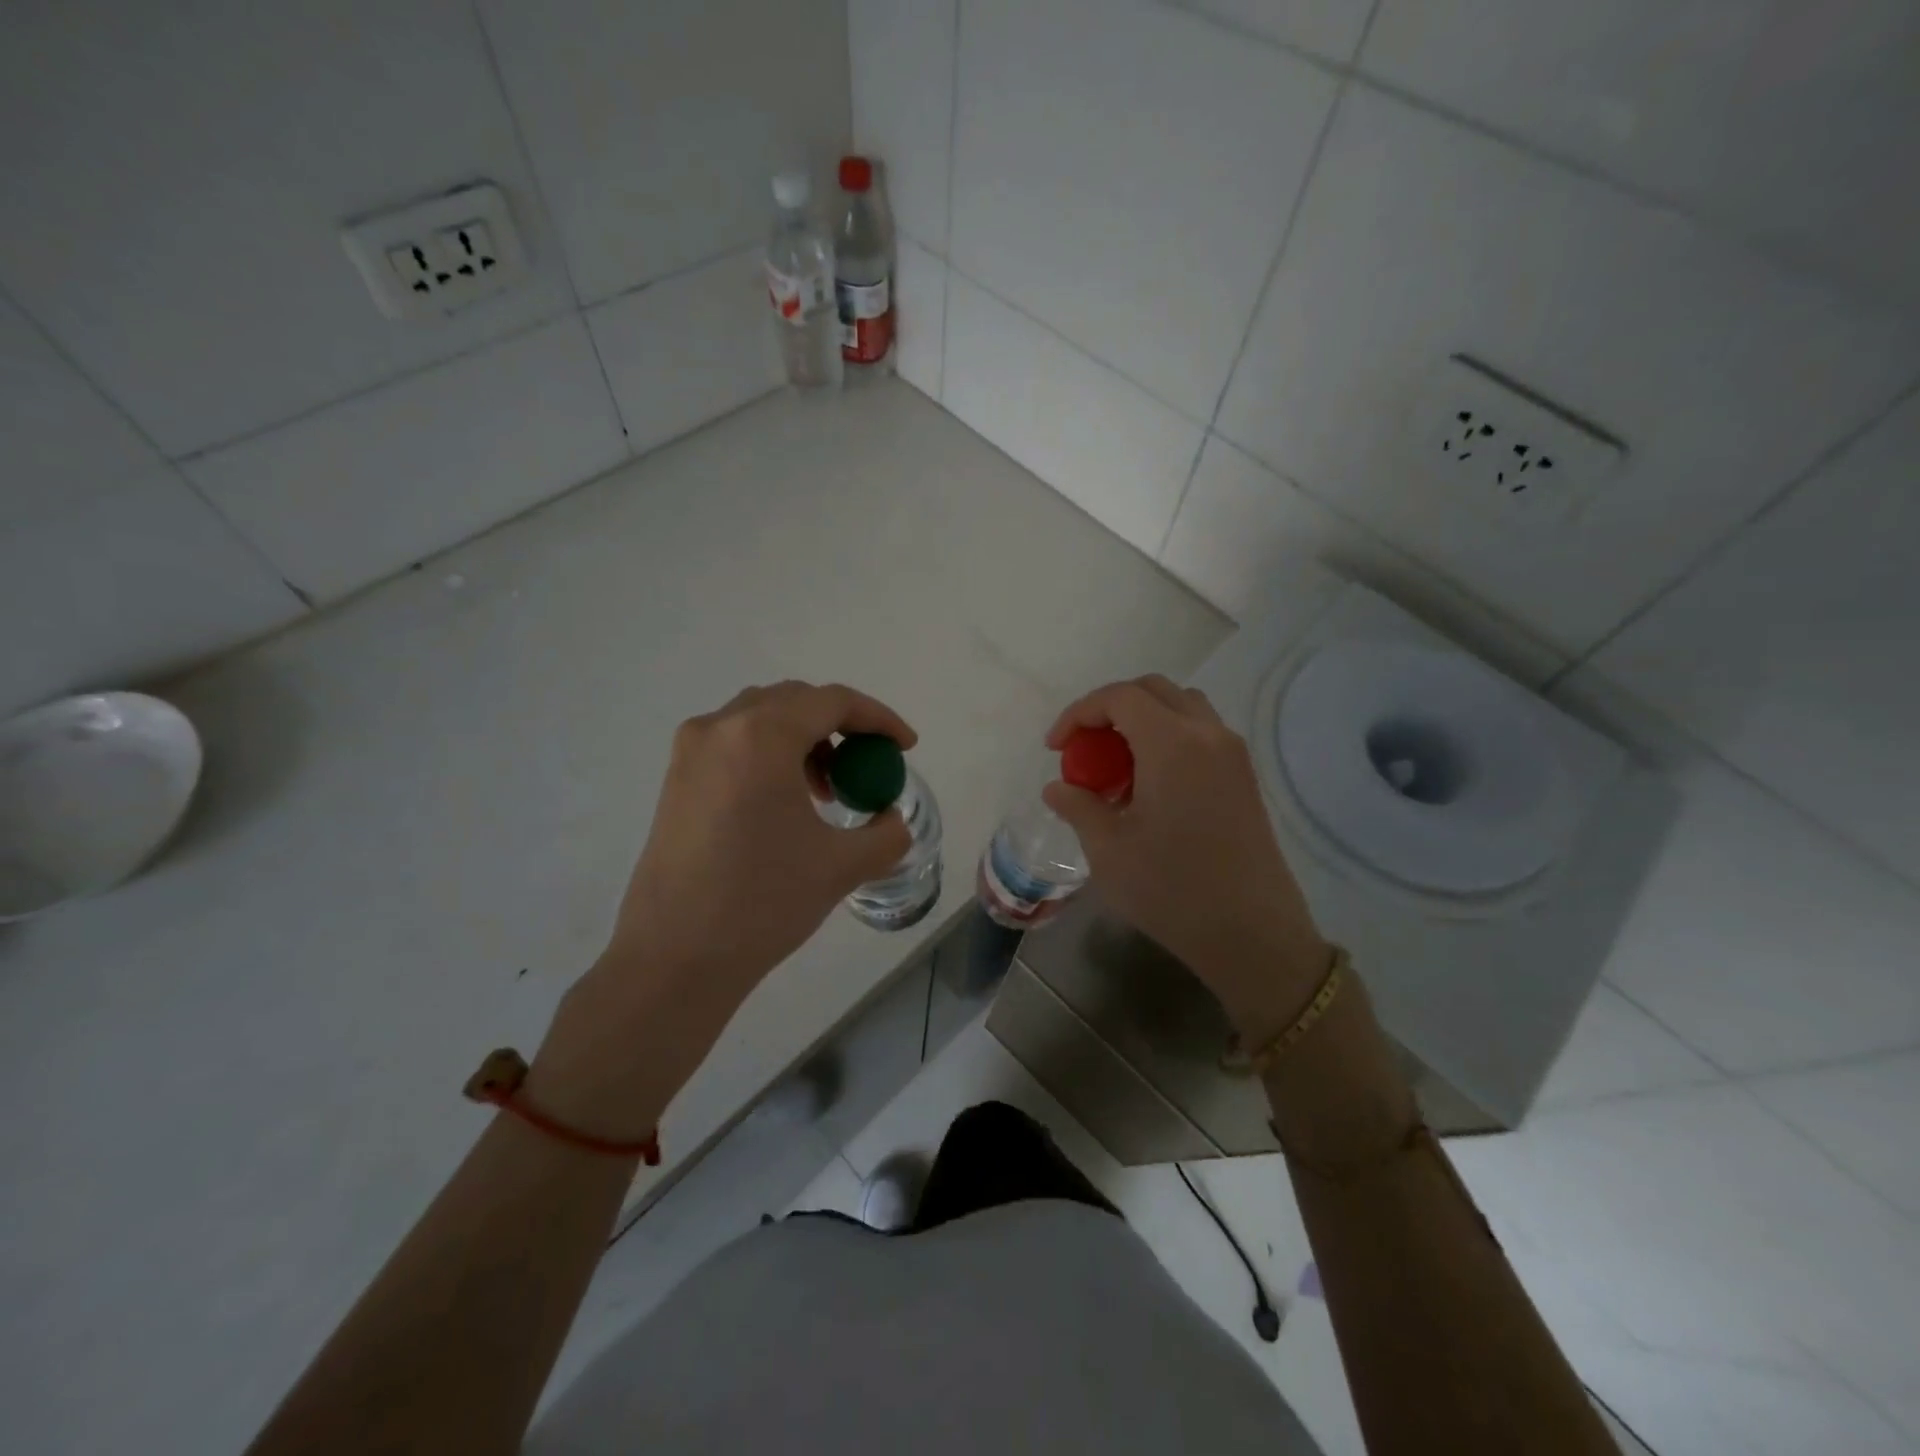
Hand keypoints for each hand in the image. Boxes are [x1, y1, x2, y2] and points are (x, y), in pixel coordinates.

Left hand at [532, 682, 914, 1132]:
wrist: (674, 958)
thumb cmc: (762, 902)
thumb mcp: (841, 866)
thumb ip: (885, 834)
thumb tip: (893, 820)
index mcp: (761, 736)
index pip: (832, 701)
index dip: (878, 718)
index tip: (906, 747)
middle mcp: (719, 728)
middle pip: (795, 701)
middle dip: (841, 725)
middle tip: (868, 765)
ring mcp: (690, 753)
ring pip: (761, 719)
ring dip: (805, 740)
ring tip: (827, 790)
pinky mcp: (675, 780)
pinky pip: (734, 744)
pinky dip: (771, 756)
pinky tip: (786, 803)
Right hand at [1043, 675, 1330, 1039]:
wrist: (1252, 934)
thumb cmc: (1172, 890)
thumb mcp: (1108, 851)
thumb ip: (1078, 807)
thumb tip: (1056, 788)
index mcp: (1172, 744)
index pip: (1120, 697)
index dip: (1079, 713)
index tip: (1056, 748)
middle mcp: (1208, 735)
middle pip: (1153, 690)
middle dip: (1110, 709)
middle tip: (1084, 748)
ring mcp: (1233, 755)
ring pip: (1182, 707)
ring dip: (1142, 720)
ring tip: (1117, 766)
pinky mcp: (1245, 777)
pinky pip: (1201, 733)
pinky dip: (1168, 738)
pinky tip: (1149, 786)